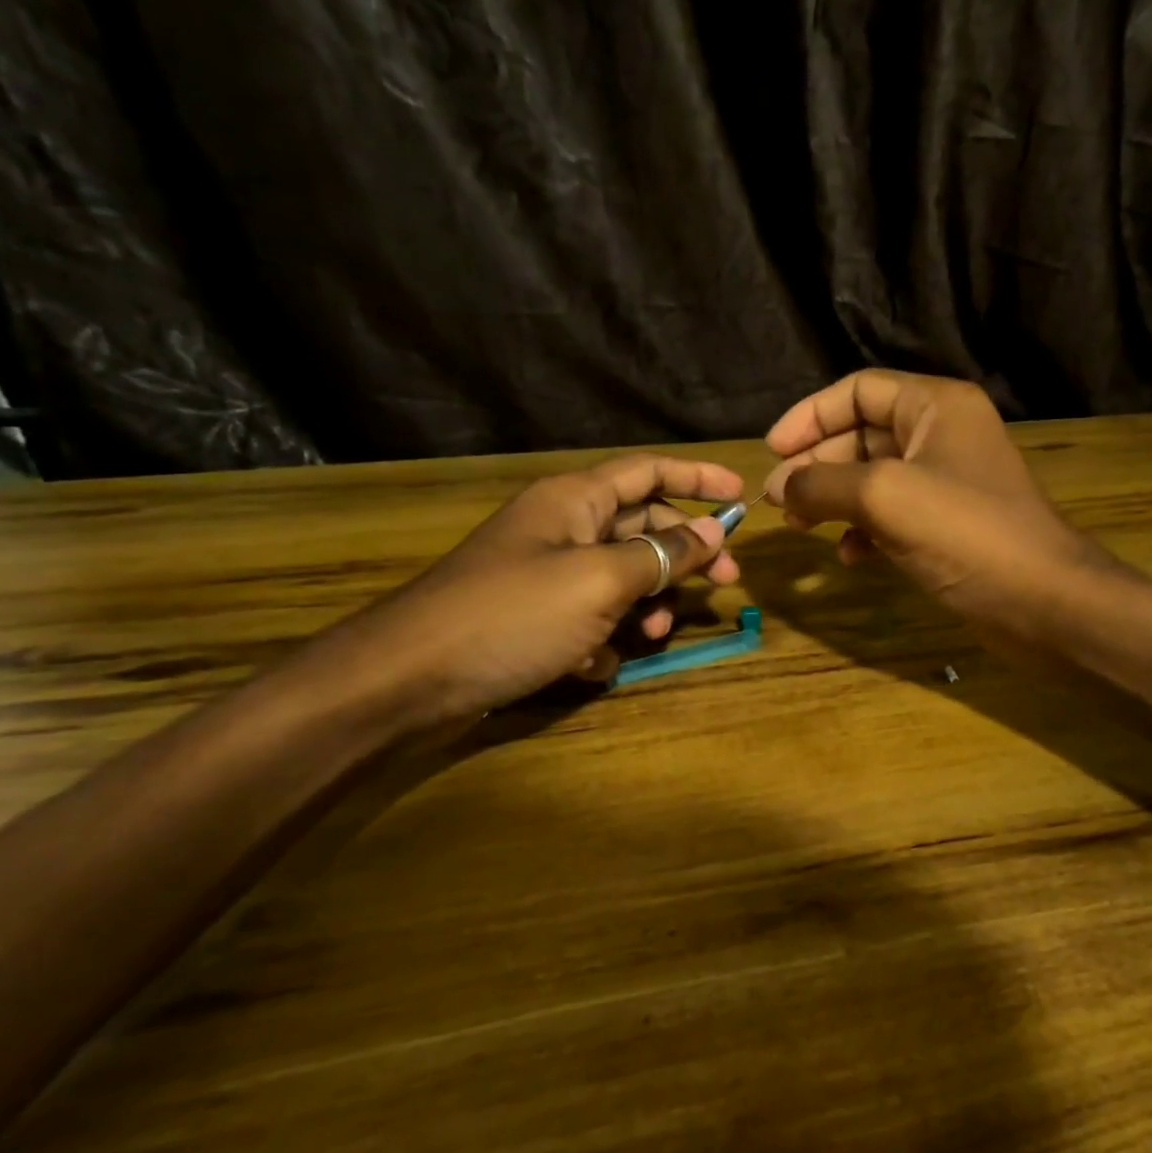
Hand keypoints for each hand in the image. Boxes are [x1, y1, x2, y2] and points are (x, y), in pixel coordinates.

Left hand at [334, 454, 743, 720]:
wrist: (409, 680)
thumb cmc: (513, 615)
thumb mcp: (600, 580)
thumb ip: (662, 554)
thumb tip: (714, 531)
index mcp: (574, 501)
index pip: (648, 471)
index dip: (697, 477)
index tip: (742, 496)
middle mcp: (561, 529)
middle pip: (641, 527)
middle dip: (685, 553)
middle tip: (727, 581)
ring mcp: (545, 577)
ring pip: (619, 578)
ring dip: (646, 603)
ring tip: (654, 633)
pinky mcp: (533, 620)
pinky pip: (588, 618)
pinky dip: (603, 639)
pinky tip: (596, 663)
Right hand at [761, 370, 1104, 640]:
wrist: (1044, 602)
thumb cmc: (966, 533)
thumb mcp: (884, 497)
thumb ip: (822, 483)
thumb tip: (777, 486)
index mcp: (935, 406)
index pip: (858, 391)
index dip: (810, 416)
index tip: (771, 451)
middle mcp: (942, 434)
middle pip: (861, 434)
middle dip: (816, 464)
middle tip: (776, 499)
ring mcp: (947, 481)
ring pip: (873, 477)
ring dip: (833, 498)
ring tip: (799, 526)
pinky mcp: (949, 524)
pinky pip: (893, 514)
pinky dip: (865, 529)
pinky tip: (849, 557)